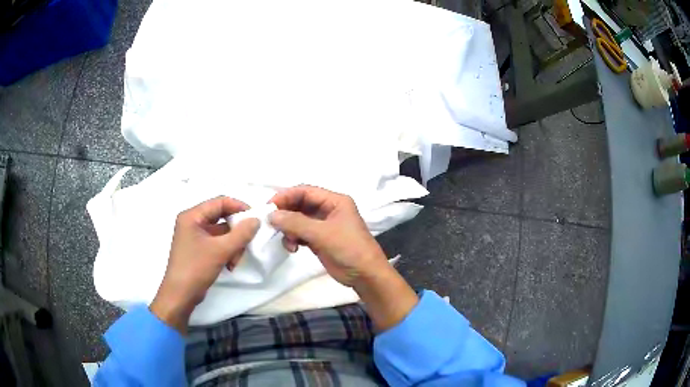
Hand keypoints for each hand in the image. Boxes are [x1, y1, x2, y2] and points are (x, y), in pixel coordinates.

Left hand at [150, 196, 259, 333]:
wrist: (180, 295)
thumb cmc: (196, 268)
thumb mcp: (221, 250)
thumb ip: (241, 234)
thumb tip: (256, 220)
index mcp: (192, 216)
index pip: (220, 202)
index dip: (239, 207)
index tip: (255, 218)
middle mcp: (192, 222)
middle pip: (221, 218)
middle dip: (236, 232)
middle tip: (246, 244)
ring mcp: (194, 236)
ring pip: (221, 233)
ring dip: (232, 245)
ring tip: (235, 261)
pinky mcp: (198, 249)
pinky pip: (217, 243)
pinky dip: (226, 252)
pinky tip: (230, 265)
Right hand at [269, 185, 418, 330]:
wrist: (365, 275)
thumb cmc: (349, 249)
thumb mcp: (322, 234)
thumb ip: (296, 223)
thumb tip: (271, 215)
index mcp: (334, 201)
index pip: (305, 191)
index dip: (286, 196)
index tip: (269, 207)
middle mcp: (328, 209)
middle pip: (300, 204)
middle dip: (285, 213)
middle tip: (271, 224)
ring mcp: (323, 225)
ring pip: (298, 220)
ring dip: (288, 229)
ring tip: (287, 241)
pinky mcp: (319, 239)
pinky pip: (300, 233)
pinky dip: (293, 238)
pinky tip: (293, 248)